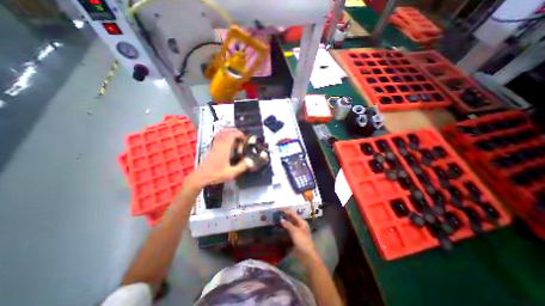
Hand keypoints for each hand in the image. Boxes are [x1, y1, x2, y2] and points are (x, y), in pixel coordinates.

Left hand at [190, 128, 248, 187]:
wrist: (200, 176)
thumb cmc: (215, 175)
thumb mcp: (231, 173)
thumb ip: (241, 167)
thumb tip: (251, 162)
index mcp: (224, 149)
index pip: (231, 135)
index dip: (239, 134)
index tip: (245, 138)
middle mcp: (219, 145)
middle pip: (227, 132)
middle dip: (235, 132)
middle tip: (242, 137)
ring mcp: (214, 145)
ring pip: (221, 133)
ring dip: (230, 133)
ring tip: (236, 138)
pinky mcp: (212, 148)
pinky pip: (218, 137)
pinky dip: (224, 136)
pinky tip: (228, 141)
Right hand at [281, 211, 320, 262]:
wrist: (307, 256)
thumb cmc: (302, 241)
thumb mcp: (295, 231)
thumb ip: (288, 224)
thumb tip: (281, 218)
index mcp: (302, 222)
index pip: (293, 214)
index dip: (286, 211)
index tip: (279, 209)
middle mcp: (300, 225)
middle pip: (292, 219)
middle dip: (285, 216)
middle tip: (276, 214)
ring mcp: (298, 231)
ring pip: (290, 224)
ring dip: (284, 222)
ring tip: (277, 220)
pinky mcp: (296, 237)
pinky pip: (289, 230)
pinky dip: (285, 228)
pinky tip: (280, 228)